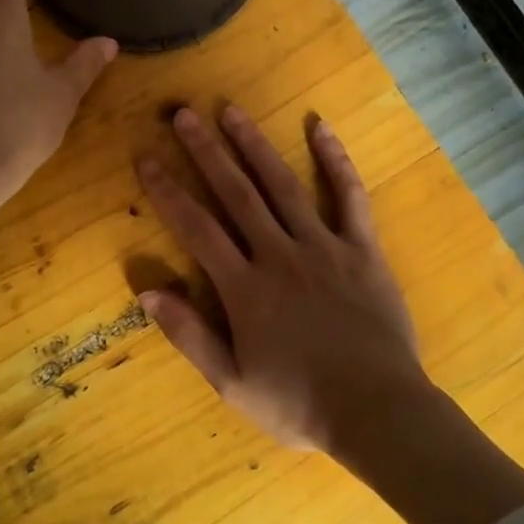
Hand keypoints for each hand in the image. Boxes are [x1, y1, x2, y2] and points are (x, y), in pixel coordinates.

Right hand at [136, 105, 425, 452]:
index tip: (146, 157)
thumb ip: (189, 335)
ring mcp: (324, 247)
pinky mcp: (363, 250)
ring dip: (256, 145)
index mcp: (244, 288)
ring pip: (283, 185)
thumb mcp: (232, 383)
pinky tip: (321, 127)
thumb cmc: (299, 404)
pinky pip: (350, 197)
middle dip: (206, 152)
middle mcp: (279, 255)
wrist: (377, 412)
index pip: (196, 228)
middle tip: (184, 113)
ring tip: (232, 111)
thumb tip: (147, 291)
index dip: (167, 191)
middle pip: (236, 194)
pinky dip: (335, 160)